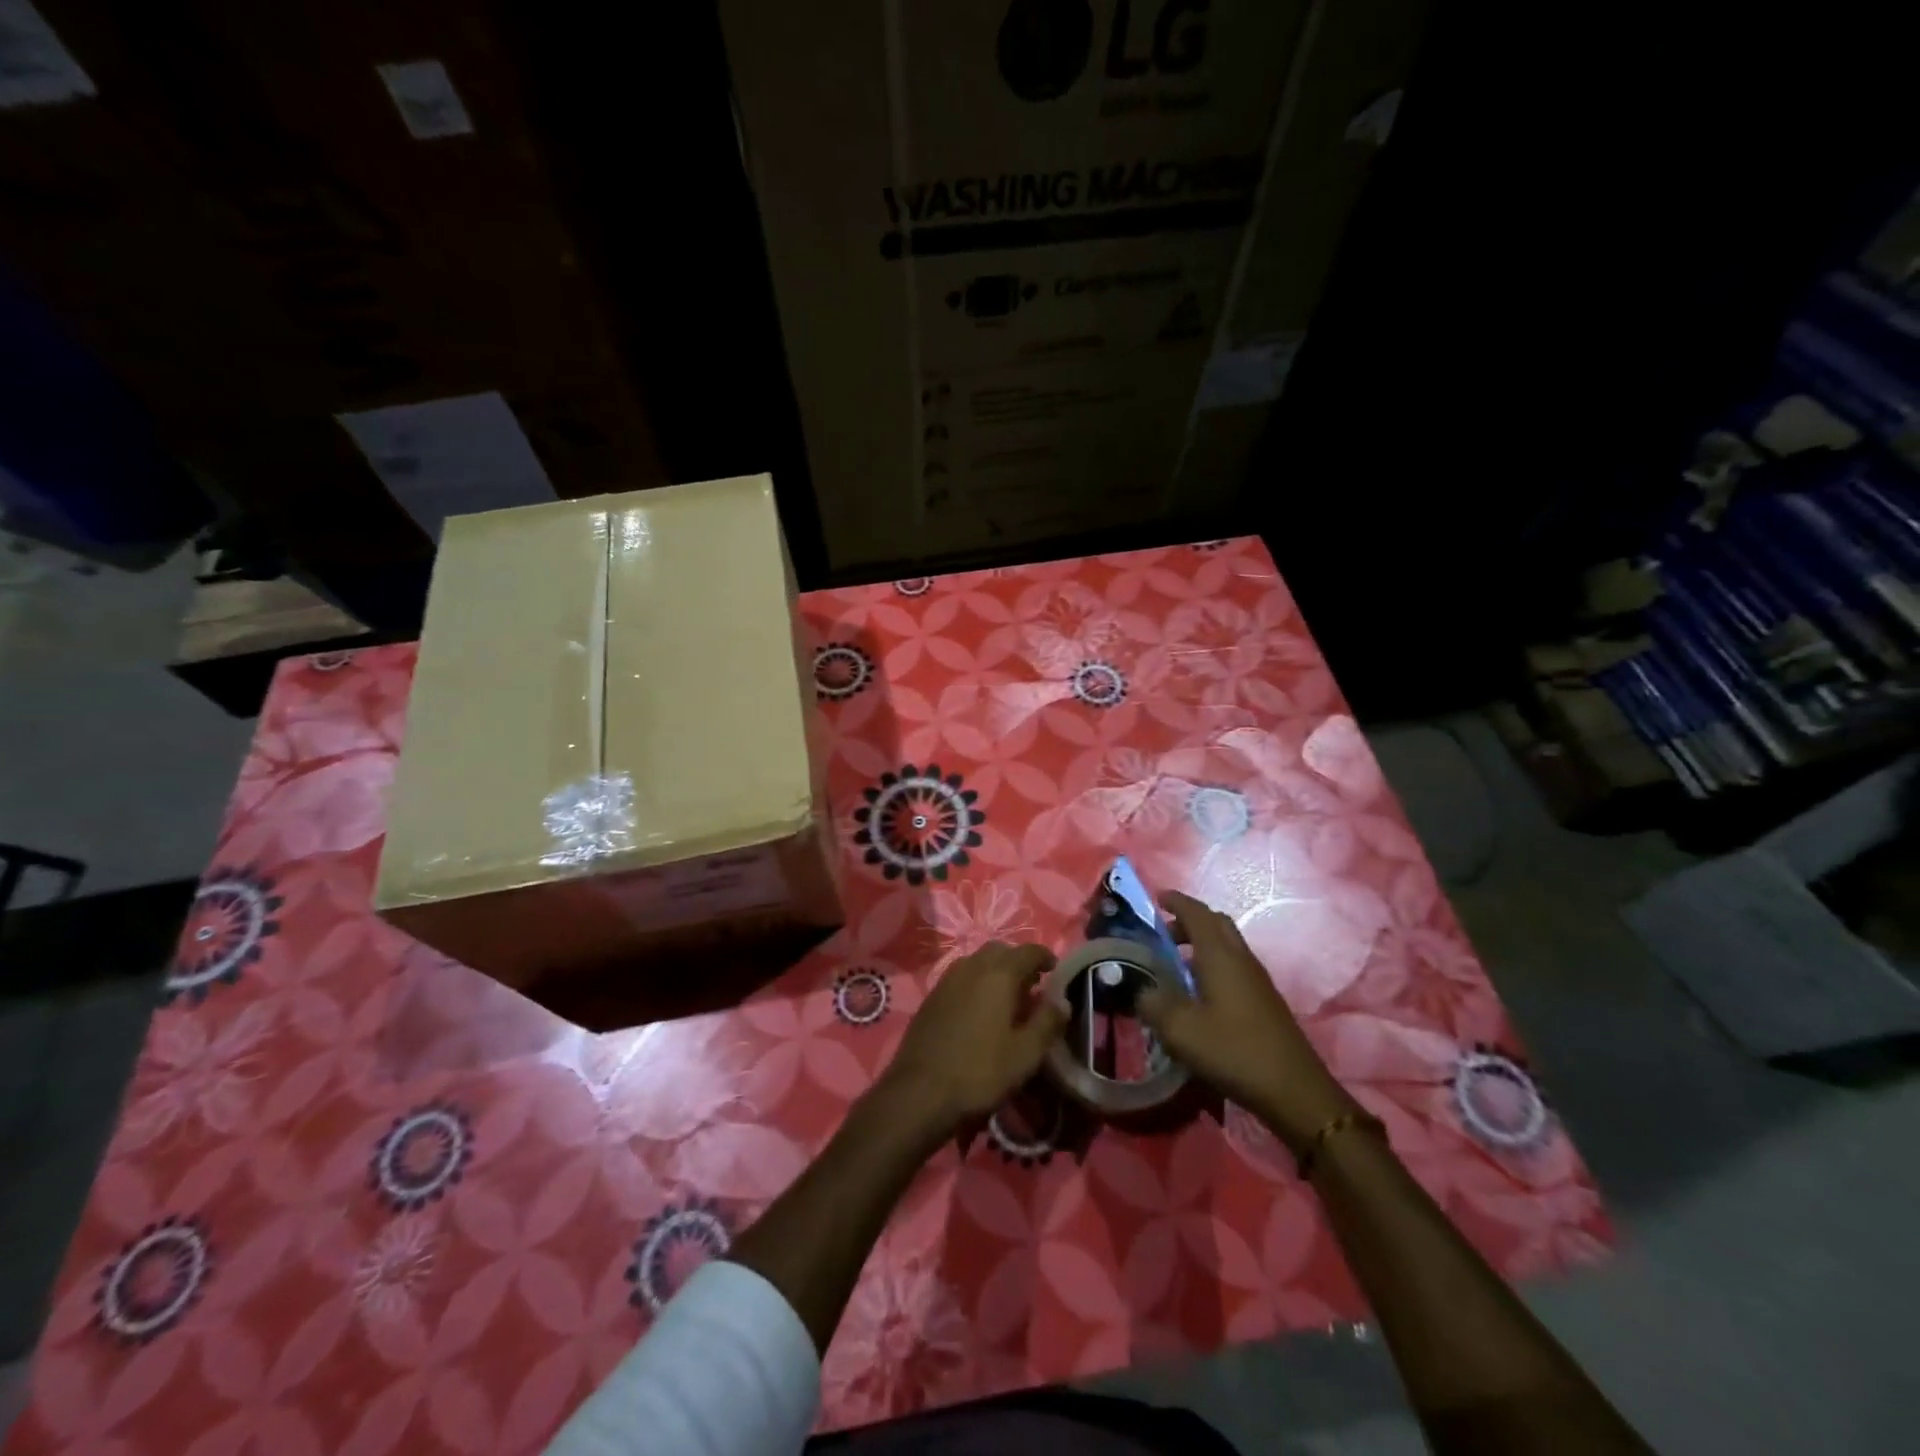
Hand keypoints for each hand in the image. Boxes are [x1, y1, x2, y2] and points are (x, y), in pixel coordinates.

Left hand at [878, 942, 1068, 1143]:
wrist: (920, 1091)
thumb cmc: (980, 1071)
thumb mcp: (1026, 1054)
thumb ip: (1047, 1022)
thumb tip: (1063, 1000)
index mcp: (999, 974)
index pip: (1028, 951)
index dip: (1045, 957)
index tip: (1055, 971)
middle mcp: (972, 966)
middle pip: (1000, 951)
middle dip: (1019, 962)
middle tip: (1032, 987)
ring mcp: (947, 979)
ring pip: (978, 962)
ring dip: (996, 971)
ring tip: (1007, 999)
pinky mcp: (932, 996)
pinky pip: (961, 977)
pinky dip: (976, 983)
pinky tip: (979, 1011)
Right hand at [1138, 890, 1356, 1154]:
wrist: (1294, 1090)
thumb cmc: (1234, 1051)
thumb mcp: (1180, 1030)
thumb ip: (1153, 1004)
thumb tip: (1142, 991)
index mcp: (1220, 955)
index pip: (1196, 913)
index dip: (1176, 901)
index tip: (1156, 897)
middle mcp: (1241, 958)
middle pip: (1216, 923)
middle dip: (1189, 920)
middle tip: (1163, 932)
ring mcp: (1257, 979)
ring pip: (1227, 945)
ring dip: (1201, 943)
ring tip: (1175, 962)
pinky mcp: (1265, 1000)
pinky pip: (1234, 966)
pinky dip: (1213, 964)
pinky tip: (1199, 993)